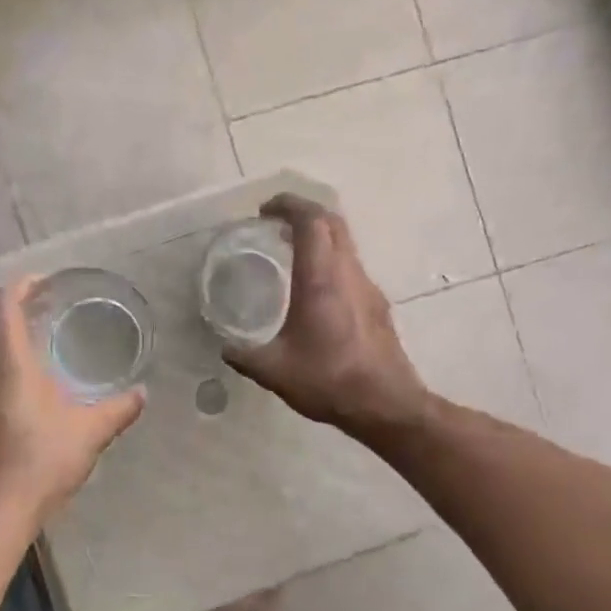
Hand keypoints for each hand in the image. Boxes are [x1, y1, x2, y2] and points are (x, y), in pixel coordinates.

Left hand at [0, 277, 144, 524]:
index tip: (46, 282)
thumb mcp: (91, 431)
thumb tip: (142, 393)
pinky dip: (6, 352)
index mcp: (10, 365)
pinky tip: (34, 370)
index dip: (21, 285)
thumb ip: (119, 408)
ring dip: (8, 329)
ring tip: (42, 331)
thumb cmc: (45, 461)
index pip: (2, 305)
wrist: (3, 508)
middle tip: (50, 303)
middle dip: (16, 304)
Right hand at [225, 195, 430, 440]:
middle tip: (275, 224)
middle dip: (304, 212)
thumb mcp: (275, 371)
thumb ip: (244, 356)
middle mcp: (348, 273)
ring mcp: (368, 287)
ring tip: (291, 252)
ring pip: (345, 243)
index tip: (265, 210)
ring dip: (320, 236)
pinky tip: (314, 290)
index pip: (310, 220)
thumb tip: (225, 347)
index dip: (288, 205)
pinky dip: (331, 260)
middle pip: (332, 222)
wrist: (386, 404)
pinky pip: (352, 266)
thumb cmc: (329, 381)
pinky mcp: (378, 305)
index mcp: (321, 279)